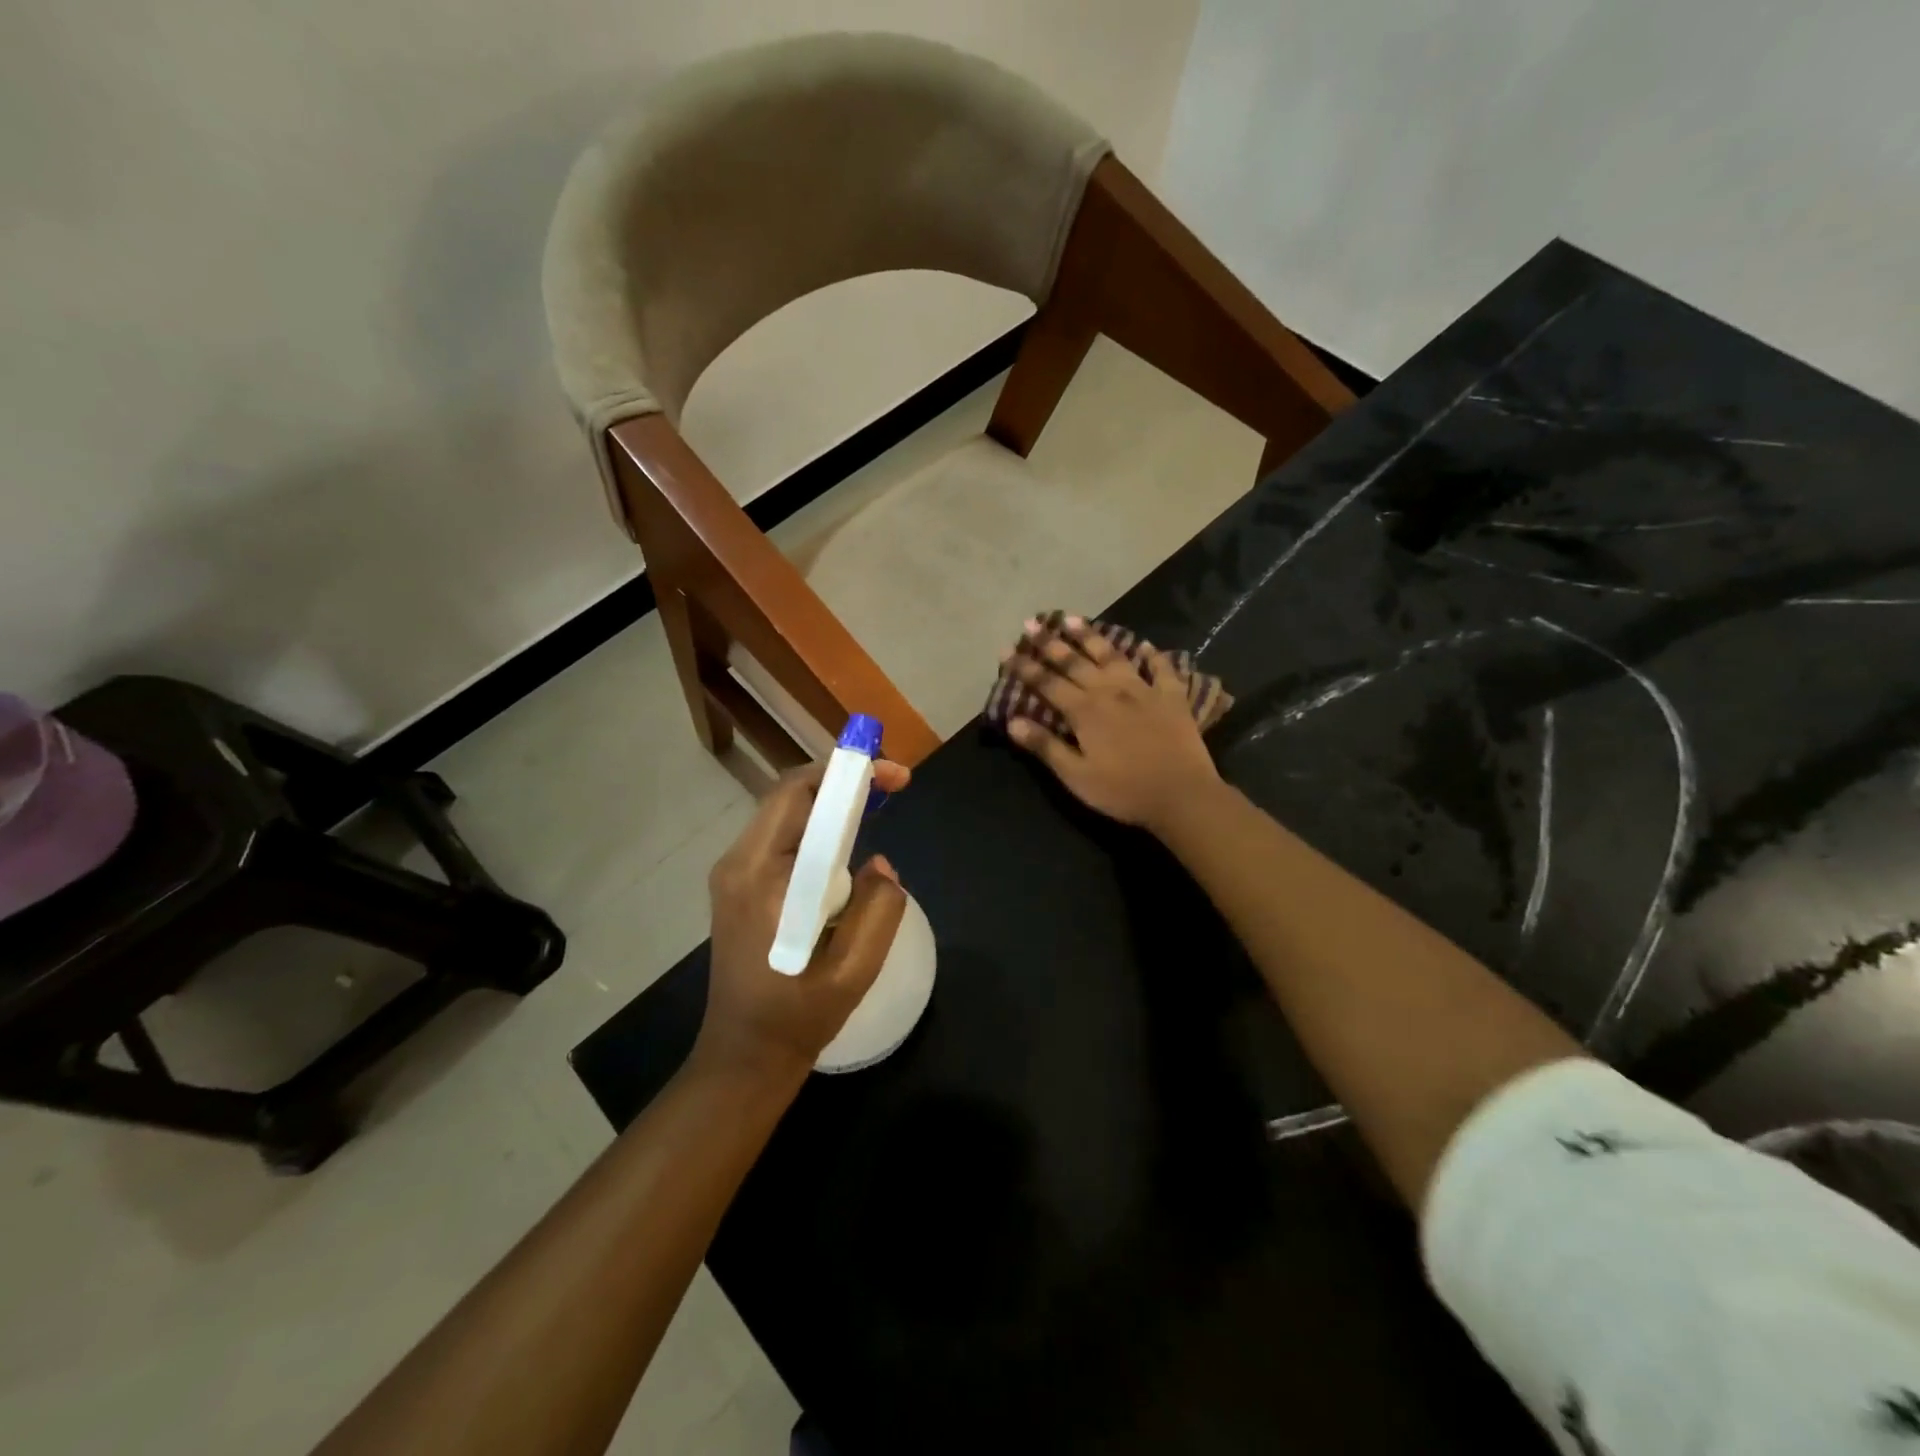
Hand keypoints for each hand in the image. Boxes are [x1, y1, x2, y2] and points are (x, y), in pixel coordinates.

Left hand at [695, 759, 910, 1084]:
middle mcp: (737, 863)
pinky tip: (844, 850)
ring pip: (785, 814)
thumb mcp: (855, 969)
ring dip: (830, 806)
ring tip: (874, 811)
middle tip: (891, 787)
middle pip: (790, 796)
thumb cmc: (798, 1015)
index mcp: (762, 876)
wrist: (744, 1054)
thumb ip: (880, 907)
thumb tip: (878, 863)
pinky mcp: (737, 885)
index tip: (895, 776)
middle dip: (842, 783)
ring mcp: (732, 873)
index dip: (849, 773)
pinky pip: (780, 838)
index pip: (799, 794)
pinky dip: (816, 830)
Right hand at [1002, 617, 1222, 833]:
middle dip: (1050, 642)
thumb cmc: (1123, 791)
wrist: (1182, 795)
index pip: (1046, 683)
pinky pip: (1162, 669)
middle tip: (1032, 622)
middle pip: (1075, 661)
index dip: (1024, 666)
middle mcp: (1110, 691)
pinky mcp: (1172, 697)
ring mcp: (1143, 690)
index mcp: (1084, 711)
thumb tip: (1012, 721)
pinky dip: (1152, 655)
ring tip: (1073, 619)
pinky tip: (1145, 645)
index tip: (1005, 649)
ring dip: (1091, 636)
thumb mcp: (1076, 776)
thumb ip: (1045, 746)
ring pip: (1112, 655)